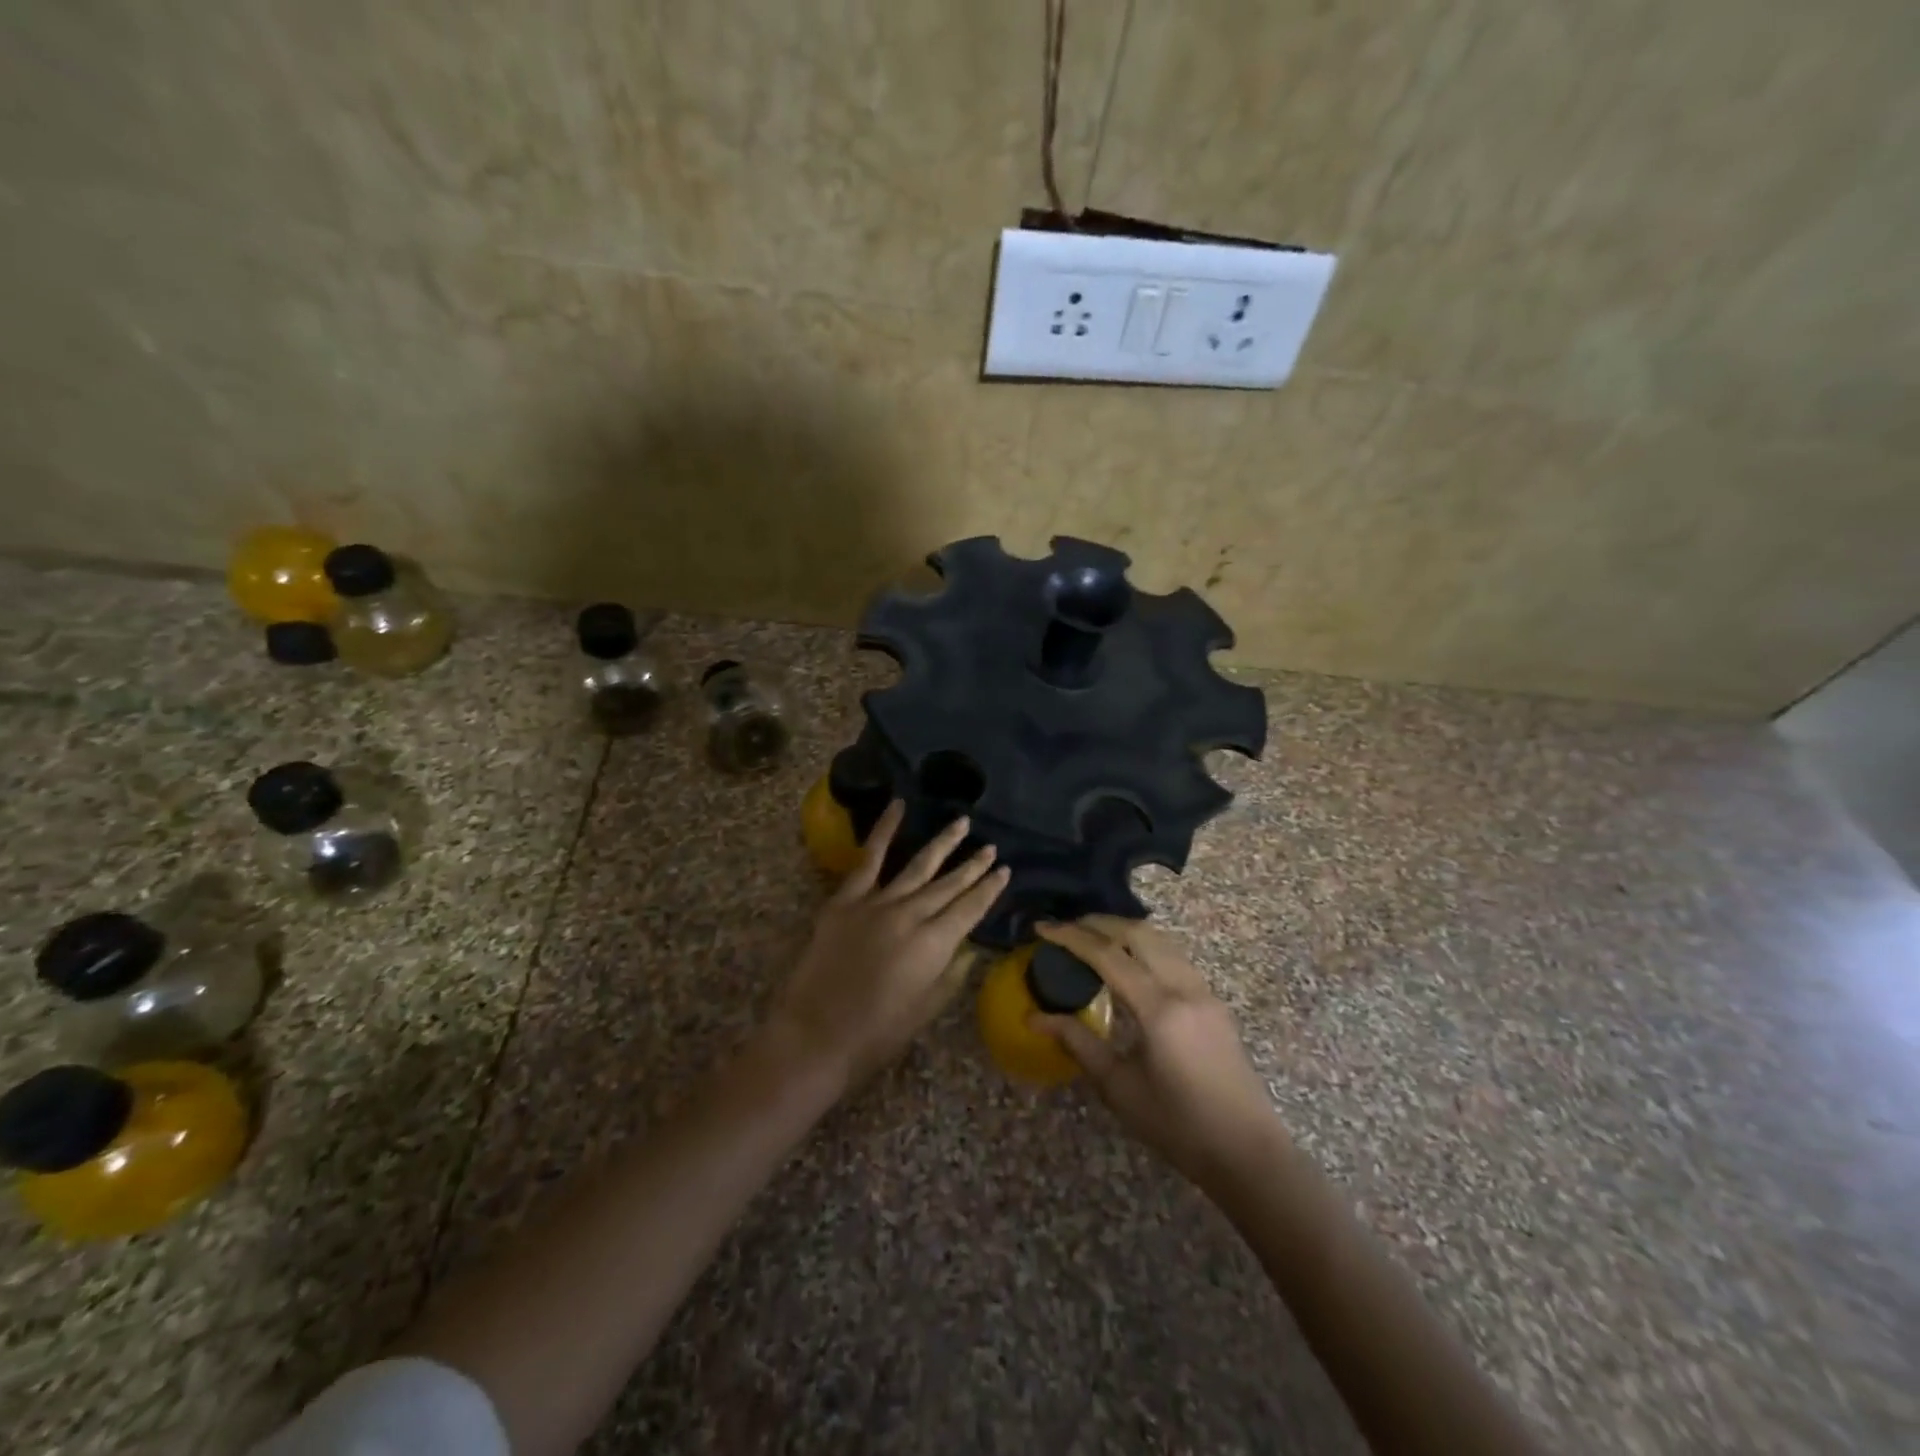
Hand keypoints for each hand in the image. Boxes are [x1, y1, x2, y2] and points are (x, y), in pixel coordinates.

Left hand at [770, 802, 1009, 1092]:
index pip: (971, 909)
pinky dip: (883, 830)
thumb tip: (968, 947)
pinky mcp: (846, 899)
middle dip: (972, 866)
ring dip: (943, 845)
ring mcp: (877, 903)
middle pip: (949, 885)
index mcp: (934, 945)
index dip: (989, 889)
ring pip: (918, 866)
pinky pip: (868, 858)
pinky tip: (898, 806)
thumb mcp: (926, 1010)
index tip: (1005, 871)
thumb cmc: (876, 1034)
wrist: (816, 1035)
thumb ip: (951, 974)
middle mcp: (911, 916)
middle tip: (991, 847)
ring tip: (962, 824)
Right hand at [1034, 916, 1284, 1190]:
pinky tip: (1129, 963)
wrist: (1247, 1152)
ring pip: (1161, 940)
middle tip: (1066, 928)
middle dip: (1098, 923)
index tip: (1042, 928)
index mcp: (1159, 1008)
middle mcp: (1184, 987)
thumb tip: (1035, 1017)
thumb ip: (1078, 1043)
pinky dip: (1145, 946)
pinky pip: (1174, 956)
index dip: (1071, 937)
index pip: (1107, 955)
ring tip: (1092, 937)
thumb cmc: (1177, 1125)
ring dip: (1124, 930)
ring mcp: (1204, 991)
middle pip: (1138, 933)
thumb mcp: (1119, 1087)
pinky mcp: (1213, 1001)